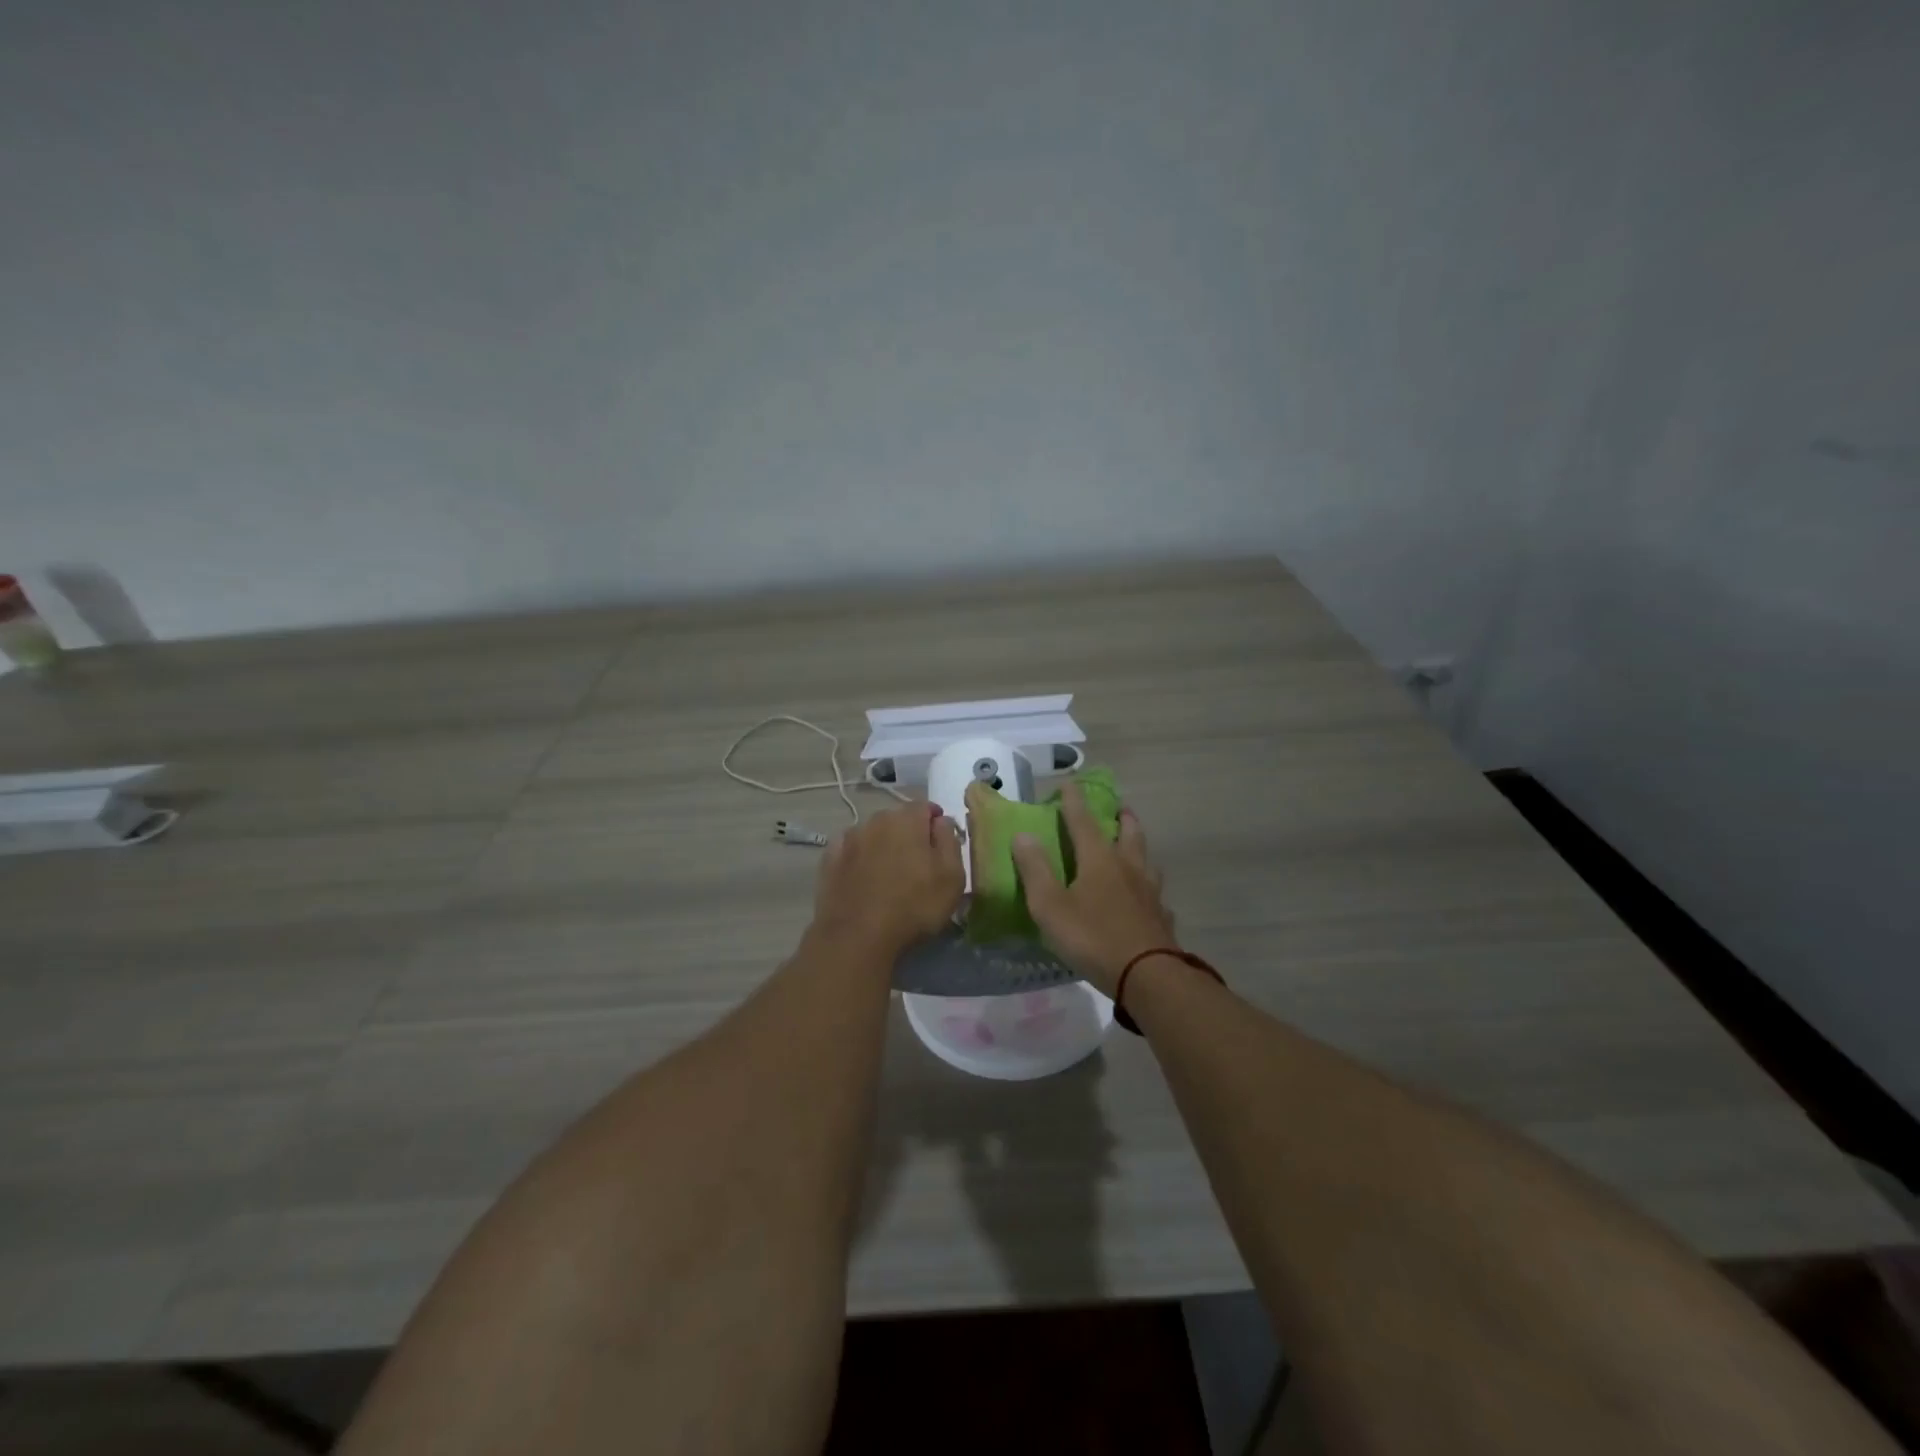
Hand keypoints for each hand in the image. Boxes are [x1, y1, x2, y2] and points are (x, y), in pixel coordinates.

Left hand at [811, 802, 965, 958]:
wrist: (856, 937)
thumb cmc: (913, 906)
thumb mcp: (952, 877)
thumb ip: (949, 841)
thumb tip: (941, 821)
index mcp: (907, 820)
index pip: (926, 806)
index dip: (935, 821)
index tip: (941, 840)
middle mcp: (876, 820)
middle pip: (897, 819)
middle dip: (909, 832)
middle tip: (917, 861)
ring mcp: (849, 839)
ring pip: (873, 833)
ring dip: (883, 845)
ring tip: (889, 872)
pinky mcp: (829, 860)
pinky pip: (851, 850)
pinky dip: (859, 858)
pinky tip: (863, 877)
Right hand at [1012, 782, 1178, 996]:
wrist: (1147, 974)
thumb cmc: (1092, 937)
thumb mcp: (1050, 906)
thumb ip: (1035, 869)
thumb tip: (1023, 834)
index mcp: (1098, 859)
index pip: (1083, 821)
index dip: (1074, 801)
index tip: (1069, 783)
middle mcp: (1128, 867)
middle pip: (1128, 833)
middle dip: (1120, 817)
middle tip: (1118, 807)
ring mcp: (1149, 891)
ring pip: (1146, 859)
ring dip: (1138, 846)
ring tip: (1133, 846)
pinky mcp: (1161, 916)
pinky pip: (1155, 892)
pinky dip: (1148, 885)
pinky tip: (1147, 896)